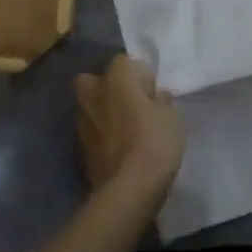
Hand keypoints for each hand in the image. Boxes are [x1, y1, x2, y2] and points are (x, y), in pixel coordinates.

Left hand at [74, 55, 183, 208]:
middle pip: (94, 80)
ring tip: (125, 130)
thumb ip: (162, 102)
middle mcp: (94, 94)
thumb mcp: (171, 117)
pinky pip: (92, 133)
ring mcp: (82, 122)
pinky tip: (118, 149)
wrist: (128, 190)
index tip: (153, 94)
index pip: (124, 61)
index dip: (140, 76)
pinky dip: (101, 136)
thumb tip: (157, 98)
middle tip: (130, 104)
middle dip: (108, 88)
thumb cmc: (154, 143)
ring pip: (89, 107)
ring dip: (103, 113)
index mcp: (116, 78)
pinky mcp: (80, 149)